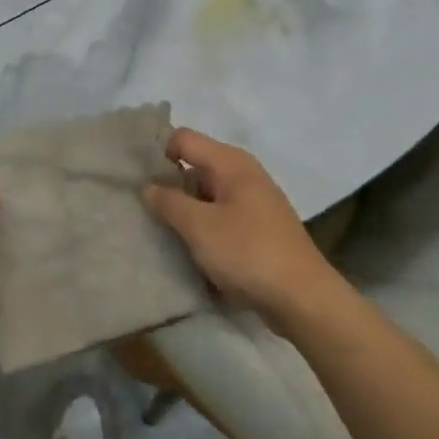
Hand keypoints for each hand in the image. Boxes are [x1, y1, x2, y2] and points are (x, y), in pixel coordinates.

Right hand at [142, 128, 344, 330]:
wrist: (302, 299)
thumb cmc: (248, 252)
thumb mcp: (199, 226)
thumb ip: (168, 202)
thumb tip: (148, 186)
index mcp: (231, 163)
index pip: (183, 139)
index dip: (157, 153)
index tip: (135, 179)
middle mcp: (243, 175)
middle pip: (194, 167)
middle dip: (168, 185)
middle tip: (141, 209)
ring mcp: (253, 203)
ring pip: (206, 196)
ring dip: (184, 211)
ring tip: (159, 232)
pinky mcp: (257, 230)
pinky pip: (220, 218)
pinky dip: (203, 229)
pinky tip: (188, 250)